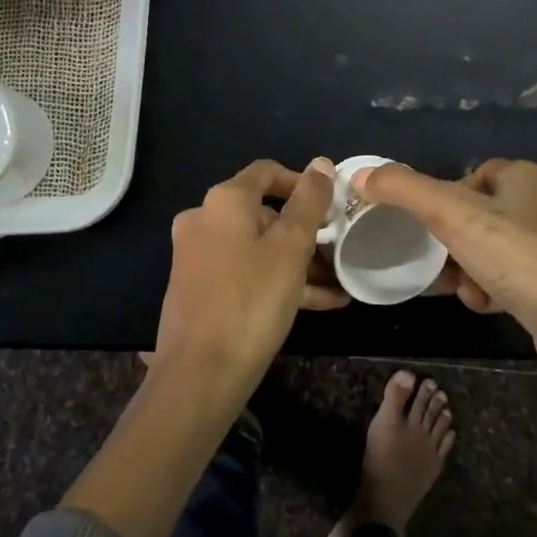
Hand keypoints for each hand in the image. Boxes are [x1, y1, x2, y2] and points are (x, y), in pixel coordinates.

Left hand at [153, 158, 340, 386]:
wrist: (201, 373)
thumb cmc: (251, 300)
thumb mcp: (290, 248)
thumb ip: (308, 203)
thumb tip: (321, 164)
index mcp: (223, 202)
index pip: (266, 172)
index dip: (302, 183)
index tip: (331, 207)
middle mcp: (203, 220)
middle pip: (263, 214)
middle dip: (304, 233)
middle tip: (338, 253)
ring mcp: (198, 256)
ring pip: (258, 248)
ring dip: (298, 263)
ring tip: (338, 285)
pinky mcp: (200, 289)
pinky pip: (246, 273)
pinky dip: (278, 281)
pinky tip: (320, 304)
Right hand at [355, 159, 536, 395]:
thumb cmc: (519, 258)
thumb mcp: (453, 215)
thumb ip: (404, 191)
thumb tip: (361, 175)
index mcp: (527, 179)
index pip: (476, 174)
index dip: (447, 195)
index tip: (427, 221)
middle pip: (483, 216)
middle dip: (454, 240)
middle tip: (434, 260)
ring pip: (496, 251)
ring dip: (471, 270)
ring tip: (461, 289)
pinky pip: (516, 280)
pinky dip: (495, 291)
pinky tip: (487, 306)